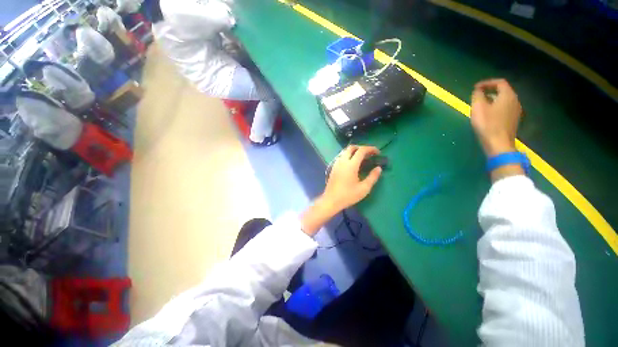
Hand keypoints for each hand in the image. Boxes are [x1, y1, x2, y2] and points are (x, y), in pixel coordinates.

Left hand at [300, 146, 382, 235]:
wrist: (331, 200)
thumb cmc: (348, 195)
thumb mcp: (364, 188)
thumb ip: (373, 177)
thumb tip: (378, 168)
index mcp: (351, 165)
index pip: (361, 150)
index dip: (371, 149)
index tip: (378, 152)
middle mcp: (342, 161)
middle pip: (351, 147)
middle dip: (362, 148)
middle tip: (369, 154)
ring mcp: (336, 163)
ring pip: (345, 151)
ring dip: (354, 151)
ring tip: (362, 159)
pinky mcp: (333, 167)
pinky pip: (341, 157)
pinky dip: (348, 156)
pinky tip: (353, 164)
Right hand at [470, 79, 521, 156]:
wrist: (499, 144)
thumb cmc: (487, 124)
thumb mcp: (478, 108)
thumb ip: (477, 96)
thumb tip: (478, 91)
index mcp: (508, 95)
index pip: (499, 82)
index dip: (487, 83)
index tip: (475, 87)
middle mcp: (515, 100)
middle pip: (503, 91)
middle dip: (490, 91)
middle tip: (478, 95)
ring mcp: (516, 111)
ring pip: (504, 100)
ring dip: (493, 99)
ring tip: (481, 105)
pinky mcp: (513, 120)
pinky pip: (505, 108)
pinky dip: (496, 107)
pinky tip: (488, 114)